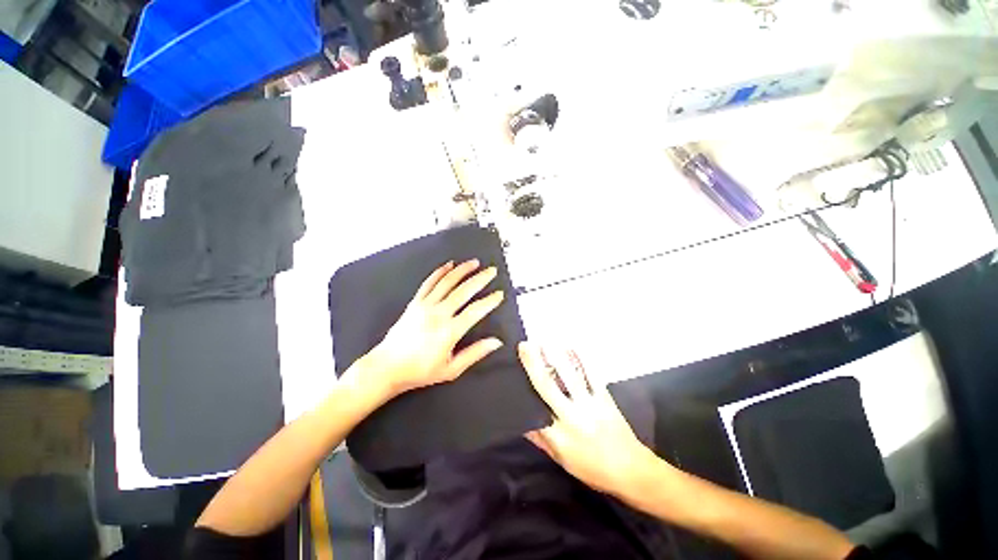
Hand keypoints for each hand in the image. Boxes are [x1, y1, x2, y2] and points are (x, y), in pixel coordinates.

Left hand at [364, 260, 505, 397]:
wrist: (387, 367)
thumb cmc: (421, 371)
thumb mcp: (451, 369)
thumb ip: (475, 353)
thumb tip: (496, 342)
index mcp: (450, 331)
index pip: (475, 311)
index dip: (490, 301)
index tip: (499, 294)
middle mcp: (439, 314)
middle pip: (463, 291)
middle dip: (480, 279)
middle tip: (492, 271)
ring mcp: (425, 306)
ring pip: (447, 282)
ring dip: (462, 270)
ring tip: (474, 262)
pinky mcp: (415, 302)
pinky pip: (428, 283)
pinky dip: (439, 272)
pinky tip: (449, 265)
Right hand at [520, 342, 656, 497]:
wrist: (632, 470)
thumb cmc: (593, 468)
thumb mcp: (561, 460)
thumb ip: (540, 440)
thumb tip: (522, 422)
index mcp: (559, 436)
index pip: (533, 410)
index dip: (521, 390)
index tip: (512, 372)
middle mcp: (571, 416)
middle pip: (548, 386)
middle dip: (534, 364)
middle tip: (524, 345)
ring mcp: (590, 404)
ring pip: (569, 376)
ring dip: (555, 356)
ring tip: (544, 340)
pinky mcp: (604, 397)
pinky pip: (591, 374)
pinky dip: (581, 359)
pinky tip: (572, 346)